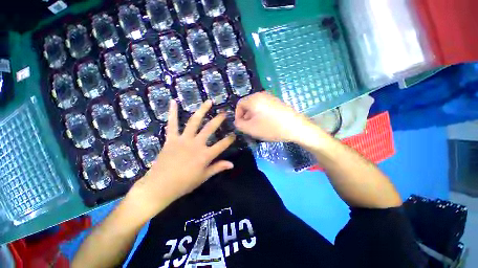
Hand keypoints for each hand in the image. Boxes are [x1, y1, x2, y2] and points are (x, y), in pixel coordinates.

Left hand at [129, 100, 235, 216]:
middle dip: (219, 120)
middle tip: (224, 113)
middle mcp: (196, 144)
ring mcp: (183, 139)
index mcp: (205, 155)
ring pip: (194, 122)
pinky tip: (173, 102)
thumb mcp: (203, 177)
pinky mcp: (171, 139)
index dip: (230, 139)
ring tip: (208, 102)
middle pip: (210, 128)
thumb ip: (218, 168)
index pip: (222, 145)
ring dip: (202, 110)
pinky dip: (172, 112)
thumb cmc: (184, 184)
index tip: (234, 134)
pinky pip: (172, 124)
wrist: (160, 186)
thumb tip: (232, 164)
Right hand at [234, 92, 317, 141]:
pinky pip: (264, 107)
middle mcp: (261, 95)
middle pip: (248, 105)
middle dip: (246, 116)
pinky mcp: (277, 102)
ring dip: (253, 116)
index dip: (237, 115)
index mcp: (253, 99)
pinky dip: (261, 115)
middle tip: (249, 127)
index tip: (241, 125)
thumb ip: (239, 124)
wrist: (296, 127)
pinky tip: (267, 123)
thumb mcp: (251, 129)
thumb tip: (237, 121)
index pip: (239, 104)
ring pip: (256, 107)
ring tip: (258, 126)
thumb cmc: (271, 127)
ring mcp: (271, 97)